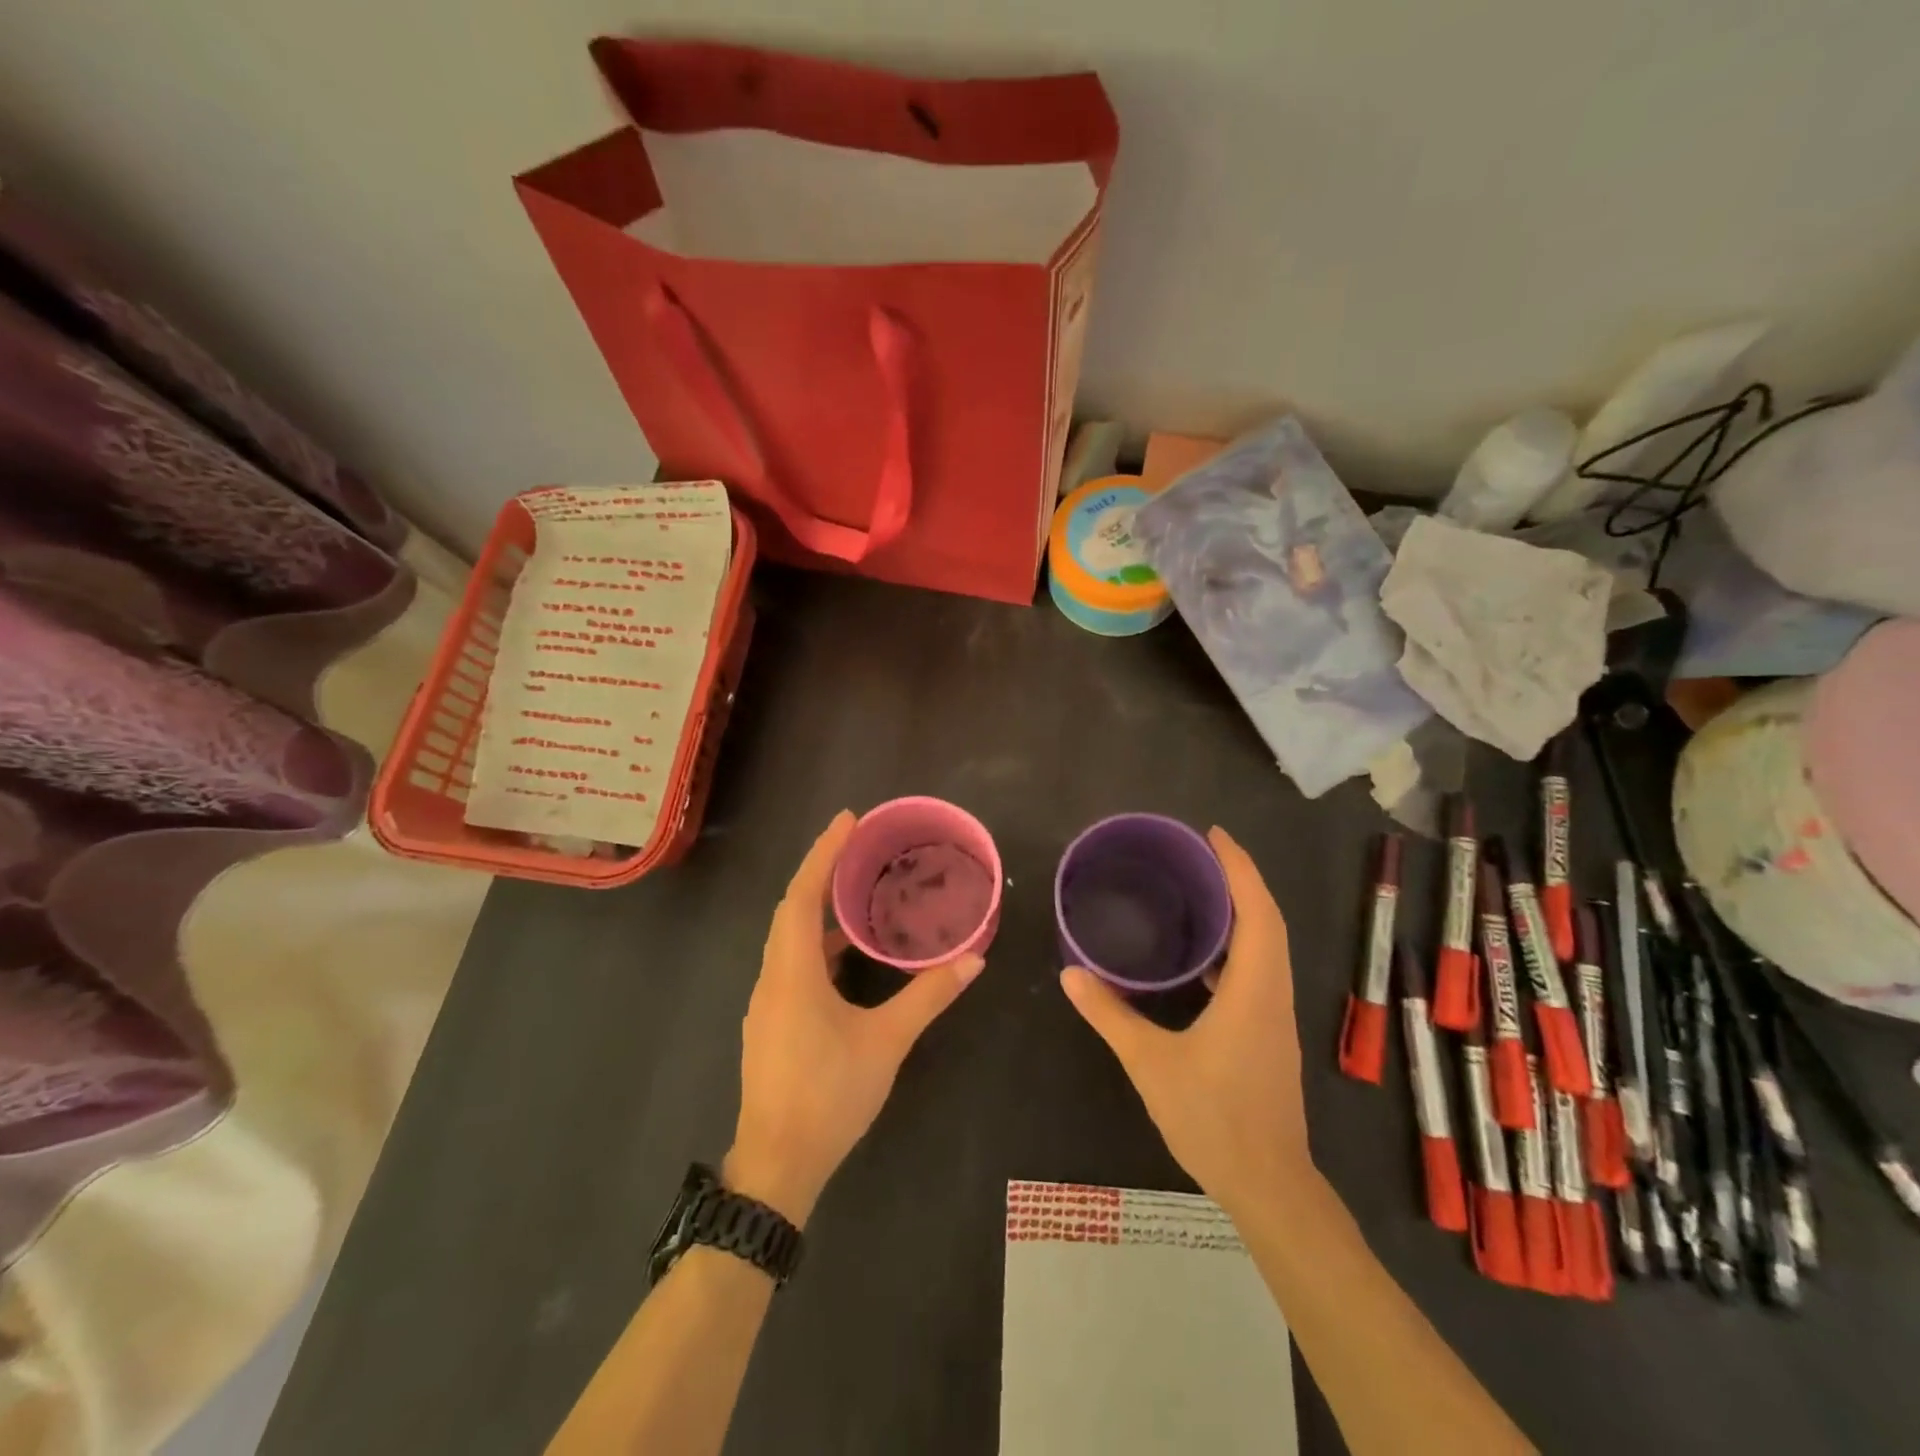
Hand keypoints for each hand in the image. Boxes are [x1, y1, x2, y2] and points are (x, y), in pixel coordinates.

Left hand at [726, 810, 984, 1227]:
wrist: (777, 1164)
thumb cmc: (830, 1095)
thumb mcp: (886, 1043)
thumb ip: (928, 996)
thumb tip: (973, 960)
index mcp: (793, 972)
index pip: (802, 896)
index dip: (823, 854)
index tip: (847, 821)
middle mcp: (773, 978)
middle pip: (791, 909)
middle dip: (821, 871)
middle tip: (856, 844)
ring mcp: (767, 1002)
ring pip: (788, 937)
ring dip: (817, 907)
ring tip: (855, 889)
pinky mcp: (771, 1022)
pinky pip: (791, 962)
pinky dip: (816, 942)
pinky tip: (845, 953)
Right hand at [1060, 826, 1314, 1218]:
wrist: (1269, 1185)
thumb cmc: (1213, 1118)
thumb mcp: (1150, 1063)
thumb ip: (1109, 1015)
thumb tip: (1070, 974)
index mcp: (1254, 990)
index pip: (1257, 912)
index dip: (1239, 868)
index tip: (1213, 835)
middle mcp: (1273, 993)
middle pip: (1268, 921)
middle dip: (1239, 879)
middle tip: (1199, 853)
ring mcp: (1275, 1015)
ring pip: (1267, 946)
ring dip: (1242, 911)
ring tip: (1200, 891)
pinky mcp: (1269, 1034)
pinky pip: (1259, 971)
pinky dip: (1238, 946)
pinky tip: (1202, 958)